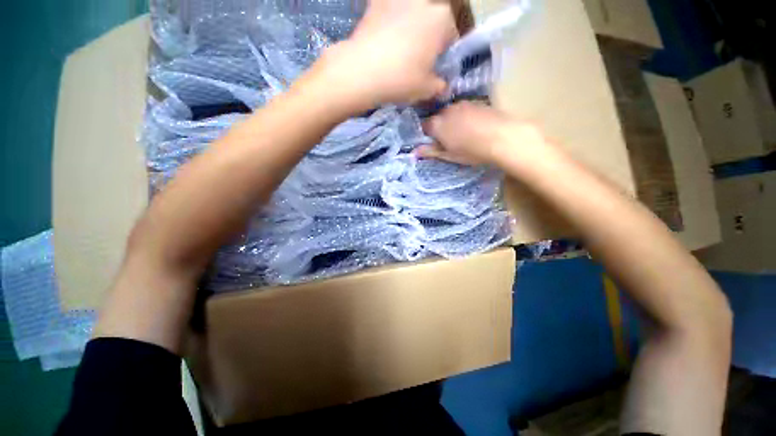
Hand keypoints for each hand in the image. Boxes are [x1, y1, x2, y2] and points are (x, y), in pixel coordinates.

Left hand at [313, 0, 457, 110]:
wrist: (363, 71)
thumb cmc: (402, 79)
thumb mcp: (427, 89)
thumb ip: (440, 86)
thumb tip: (443, 86)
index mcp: (442, 19)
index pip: (450, 37)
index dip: (443, 55)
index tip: (433, 69)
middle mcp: (423, 2)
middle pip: (430, 22)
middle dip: (427, 39)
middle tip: (415, 61)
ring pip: (410, 16)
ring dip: (408, 28)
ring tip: (397, 51)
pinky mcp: (375, 4)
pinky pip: (387, 13)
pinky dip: (387, 22)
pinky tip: (381, 39)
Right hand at [417, 101, 547, 165]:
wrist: (502, 137)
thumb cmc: (471, 151)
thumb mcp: (449, 155)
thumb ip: (431, 151)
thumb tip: (414, 152)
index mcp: (437, 124)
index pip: (424, 126)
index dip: (427, 135)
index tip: (434, 143)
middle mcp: (447, 110)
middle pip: (438, 117)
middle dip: (440, 127)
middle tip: (449, 140)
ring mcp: (463, 104)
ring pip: (451, 112)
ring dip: (452, 121)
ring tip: (463, 133)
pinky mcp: (477, 102)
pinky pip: (464, 109)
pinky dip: (464, 117)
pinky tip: (473, 126)